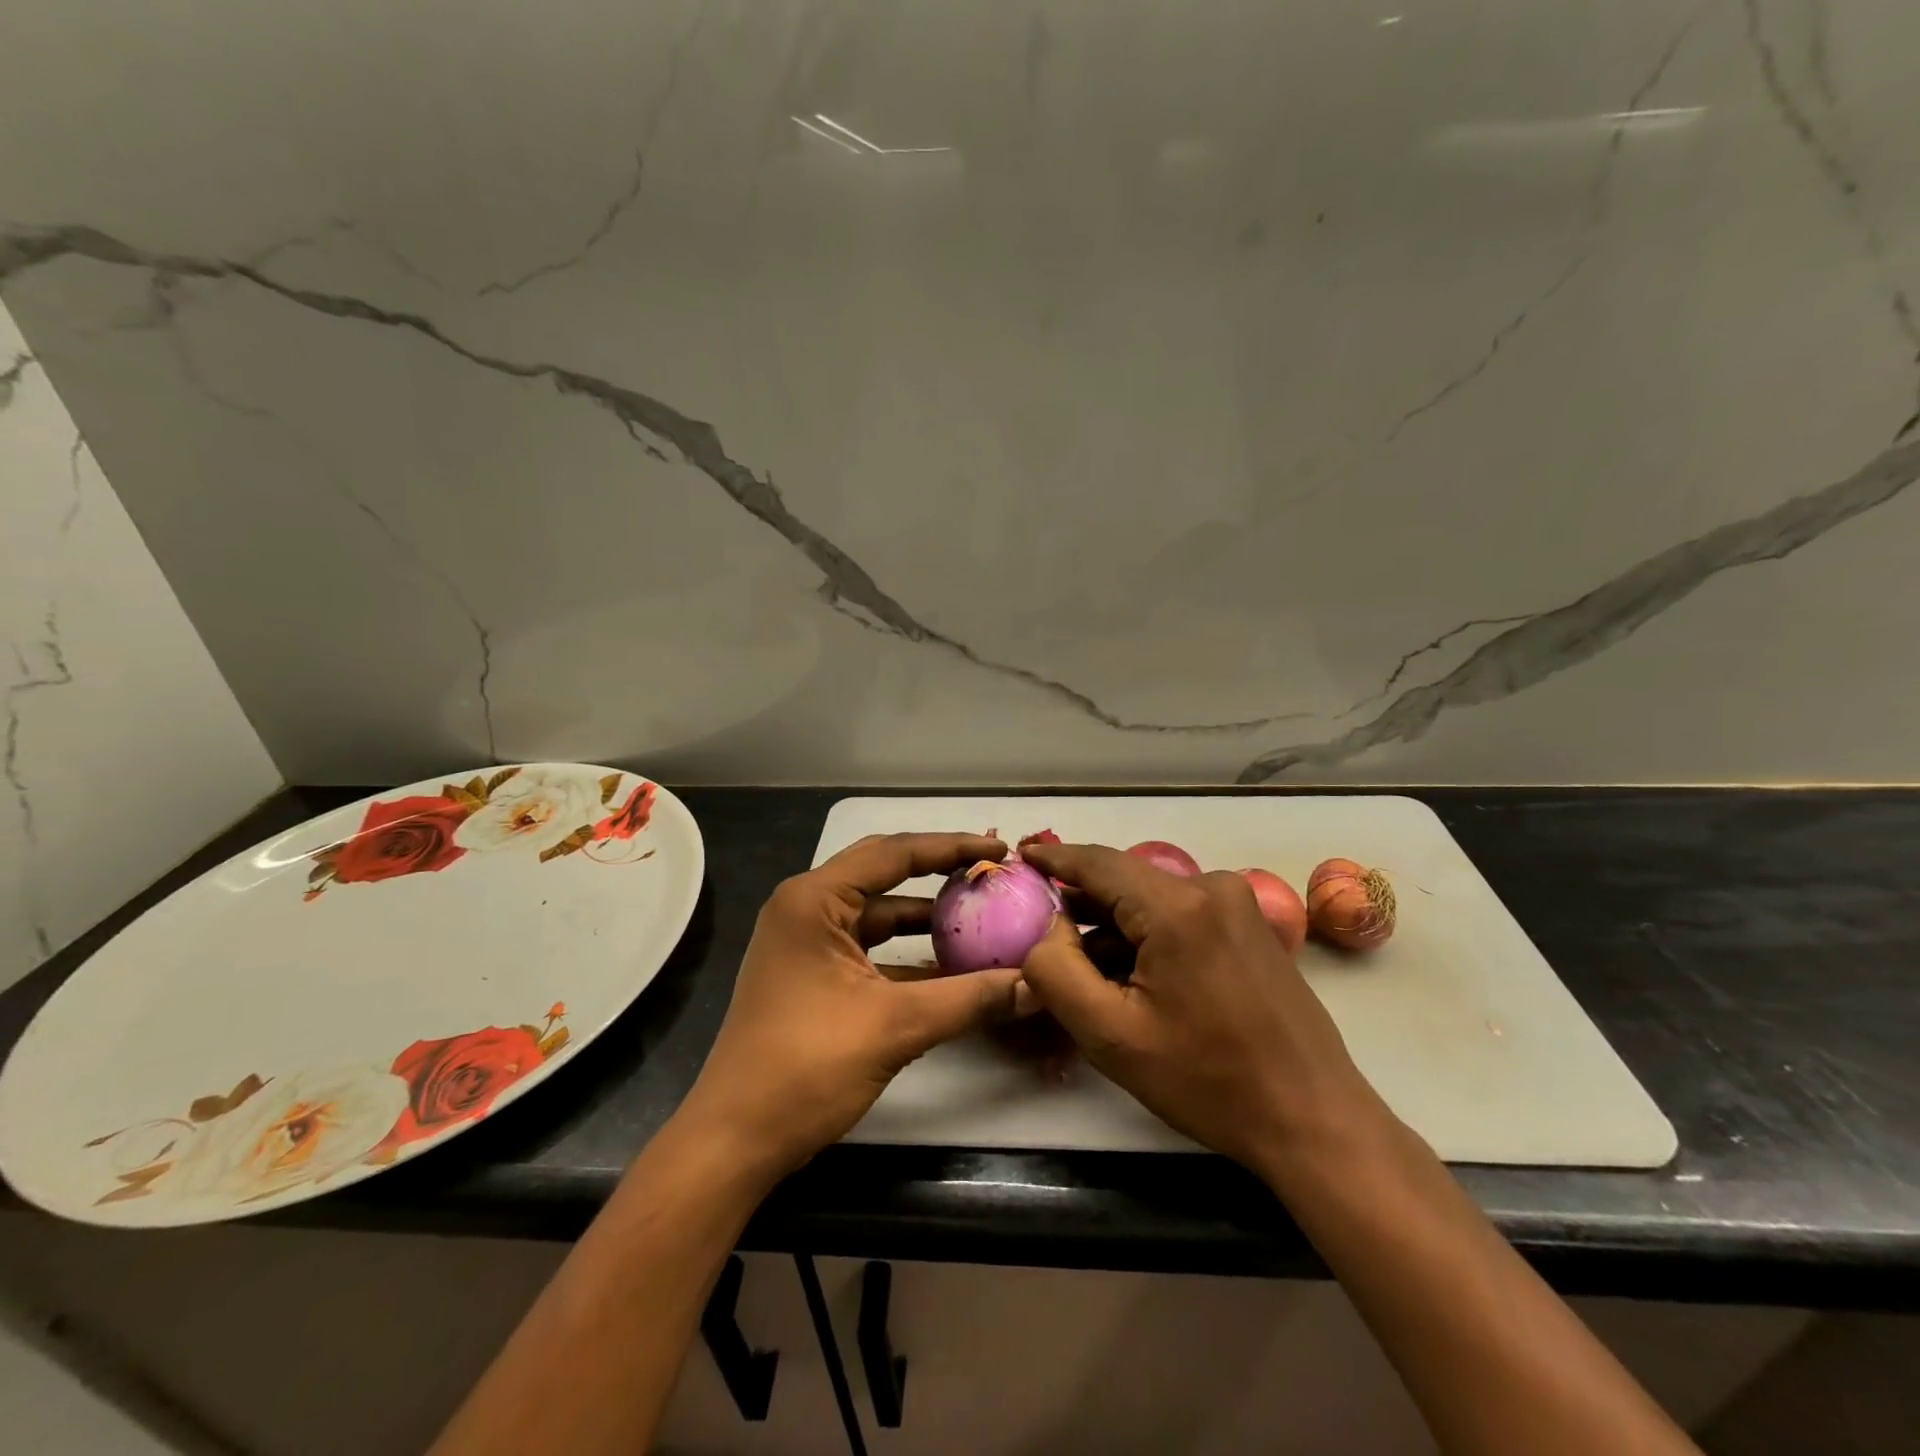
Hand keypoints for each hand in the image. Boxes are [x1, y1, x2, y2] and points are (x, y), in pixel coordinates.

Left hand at [677, 833, 1030, 1179]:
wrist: (735, 1140)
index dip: (951, 847)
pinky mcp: (811, 973)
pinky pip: (869, 946)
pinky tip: (949, 967)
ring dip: (925, 916)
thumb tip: (1037, 985)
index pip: (894, 852)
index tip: (999, 851)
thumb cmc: (806, 1067)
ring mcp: (806, 941)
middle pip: (884, 872)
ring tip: (981, 917)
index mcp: (814, 899)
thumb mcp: (896, 1026)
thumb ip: (970, 999)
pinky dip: (907, 952)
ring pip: (878, 912)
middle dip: (939, 872)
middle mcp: (806, 907)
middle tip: (991, 874)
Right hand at [1020, 842, 1386, 1172]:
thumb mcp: (1111, 1035)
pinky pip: (1181, 914)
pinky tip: (1130, 974)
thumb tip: (1047, 929)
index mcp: (1178, 906)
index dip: (1054, 857)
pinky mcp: (1251, 927)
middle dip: (1081, 902)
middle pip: (1125, 881)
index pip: (1098, 863)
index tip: (1019, 854)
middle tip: (1038, 923)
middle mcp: (1212, 887)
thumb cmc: (1208, 1080)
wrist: (1313, 1119)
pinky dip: (1147, 934)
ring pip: (1152, 899)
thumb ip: (1056, 972)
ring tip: (1080, 964)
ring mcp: (1238, 906)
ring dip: (1114, 925)